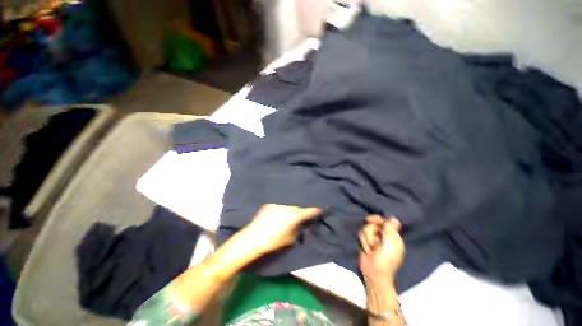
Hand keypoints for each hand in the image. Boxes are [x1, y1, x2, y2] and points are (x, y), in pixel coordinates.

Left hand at [243, 204, 321, 255]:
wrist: (252, 239)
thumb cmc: (273, 242)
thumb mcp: (291, 239)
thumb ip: (300, 228)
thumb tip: (305, 222)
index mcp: (295, 215)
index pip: (311, 210)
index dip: (319, 209)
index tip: (325, 208)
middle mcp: (288, 205)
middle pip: (302, 202)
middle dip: (309, 204)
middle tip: (313, 205)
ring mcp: (279, 202)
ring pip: (293, 200)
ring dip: (298, 202)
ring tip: (302, 203)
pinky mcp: (272, 203)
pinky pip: (284, 201)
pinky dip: (289, 202)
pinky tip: (289, 205)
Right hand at [359, 215, 404, 285]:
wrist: (374, 274)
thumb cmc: (385, 260)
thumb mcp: (390, 244)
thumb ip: (390, 229)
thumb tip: (394, 217)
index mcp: (393, 236)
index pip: (385, 221)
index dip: (377, 219)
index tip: (369, 220)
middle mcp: (383, 235)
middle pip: (373, 223)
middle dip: (371, 232)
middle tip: (373, 243)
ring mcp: (373, 238)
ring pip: (365, 228)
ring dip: (367, 239)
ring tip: (370, 249)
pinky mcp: (365, 241)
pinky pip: (361, 234)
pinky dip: (363, 241)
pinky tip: (366, 250)